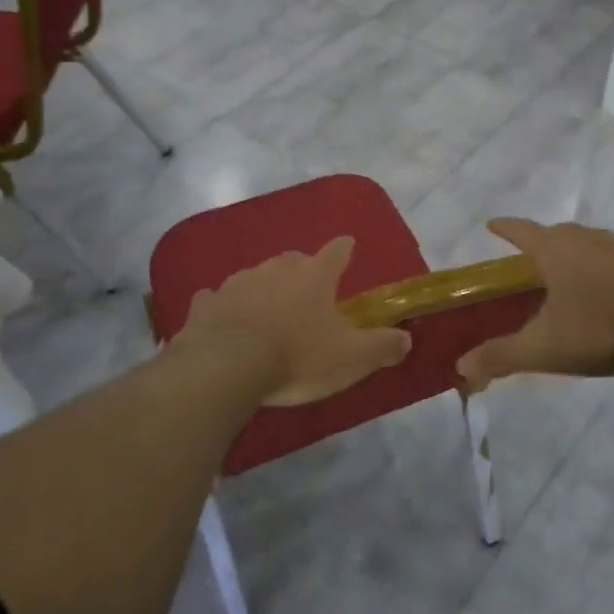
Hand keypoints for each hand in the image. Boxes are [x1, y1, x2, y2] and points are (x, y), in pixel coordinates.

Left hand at [177, 237, 411, 407]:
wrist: (227, 367)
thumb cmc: (297, 357)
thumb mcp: (352, 358)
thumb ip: (382, 346)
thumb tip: (406, 339)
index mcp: (315, 275)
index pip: (337, 251)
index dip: (345, 250)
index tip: (348, 247)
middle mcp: (276, 268)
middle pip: (295, 260)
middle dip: (303, 271)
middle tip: (308, 294)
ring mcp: (237, 282)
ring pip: (256, 276)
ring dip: (264, 288)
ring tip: (268, 312)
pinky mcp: (206, 304)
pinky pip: (217, 298)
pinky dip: (223, 306)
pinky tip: (224, 318)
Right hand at [455, 219, 613, 392]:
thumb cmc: (600, 329)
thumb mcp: (544, 348)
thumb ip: (501, 356)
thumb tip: (461, 368)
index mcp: (556, 251)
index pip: (521, 231)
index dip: (504, 228)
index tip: (492, 225)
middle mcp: (586, 240)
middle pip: (556, 232)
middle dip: (540, 241)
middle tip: (530, 259)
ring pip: (589, 242)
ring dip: (574, 251)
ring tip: (568, 273)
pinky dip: (603, 266)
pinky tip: (608, 289)